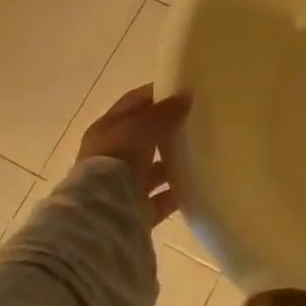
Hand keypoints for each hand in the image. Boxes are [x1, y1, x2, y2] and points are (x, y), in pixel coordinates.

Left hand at [78, 84, 191, 224]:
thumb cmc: (116, 161)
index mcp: (107, 130)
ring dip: (173, 161)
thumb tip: (187, 95)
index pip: (134, 103)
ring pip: (153, 168)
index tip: (184, 89)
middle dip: (168, 127)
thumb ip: (164, 112)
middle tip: (198, 119)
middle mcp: (112, 155)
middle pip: (144, 136)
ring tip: (203, 150)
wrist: (102, 216)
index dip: (157, 94)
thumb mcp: (141, 127)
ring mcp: (123, 185)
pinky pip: (162, 197)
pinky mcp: (137, 210)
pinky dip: (178, 191)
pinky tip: (198, 182)